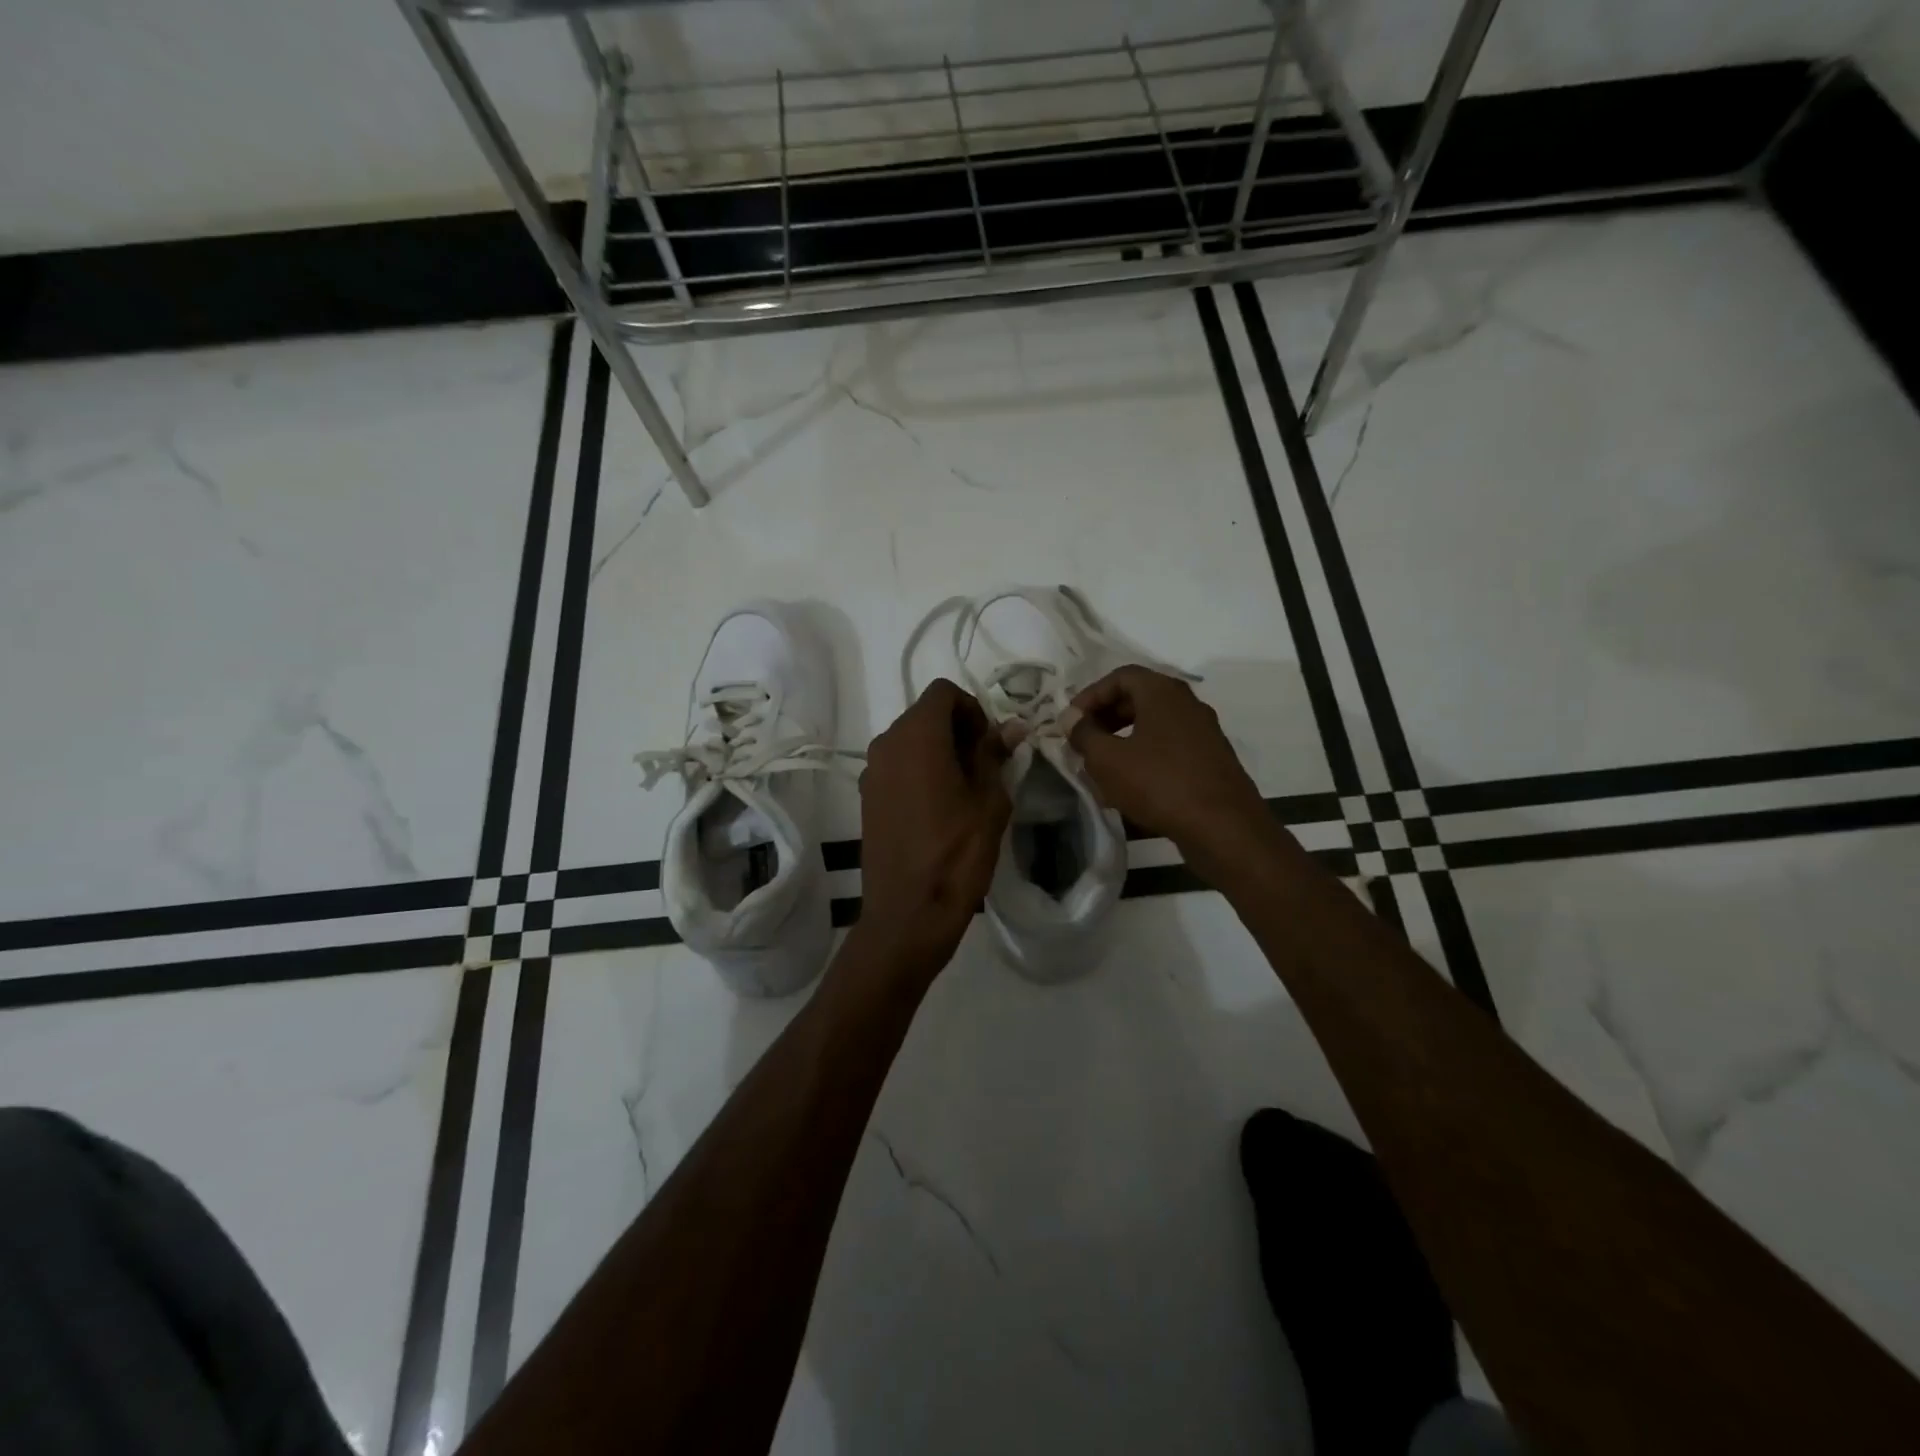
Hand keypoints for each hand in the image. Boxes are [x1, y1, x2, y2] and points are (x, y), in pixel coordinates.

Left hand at [848, 679, 1011, 980]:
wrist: (909, 913)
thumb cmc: (957, 853)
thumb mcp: (989, 800)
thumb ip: (995, 755)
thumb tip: (1011, 727)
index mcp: (917, 737)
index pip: (943, 692)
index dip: (973, 708)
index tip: (990, 742)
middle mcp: (886, 744)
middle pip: (924, 714)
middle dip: (957, 728)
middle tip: (985, 764)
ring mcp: (871, 772)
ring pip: (909, 740)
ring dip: (938, 749)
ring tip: (964, 788)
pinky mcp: (867, 797)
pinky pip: (896, 766)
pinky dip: (919, 769)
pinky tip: (939, 806)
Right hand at [1069, 666, 1278, 881]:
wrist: (1224, 828)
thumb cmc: (1159, 784)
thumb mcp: (1108, 760)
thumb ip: (1084, 734)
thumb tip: (1071, 719)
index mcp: (1163, 692)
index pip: (1120, 676)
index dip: (1090, 695)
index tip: (1071, 722)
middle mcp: (1187, 704)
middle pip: (1138, 698)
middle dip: (1105, 717)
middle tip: (1084, 741)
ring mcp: (1203, 733)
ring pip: (1153, 725)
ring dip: (1123, 739)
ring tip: (1101, 766)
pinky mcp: (1210, 761)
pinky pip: (1169, 748)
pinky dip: (1145, 757)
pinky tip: (1129, 787)